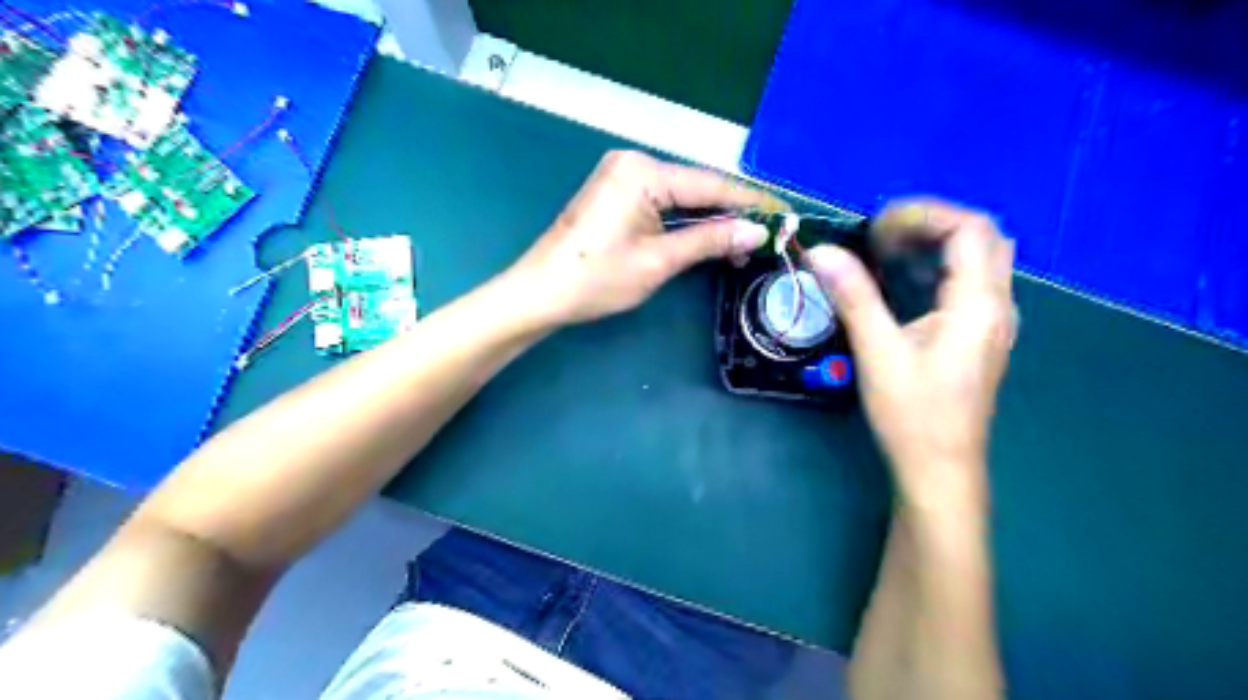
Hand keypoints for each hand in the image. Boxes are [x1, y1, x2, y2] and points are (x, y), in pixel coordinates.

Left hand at [503, 149, 776, 324]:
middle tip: (769, 235)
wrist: (541, 292)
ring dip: (711, 220)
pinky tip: (709, 238)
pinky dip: (687, 221)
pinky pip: (663, 203)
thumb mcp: (659, 261)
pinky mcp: (617, 193)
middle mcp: (634, 163)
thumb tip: (757, 231)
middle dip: (732, 213)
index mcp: (644, 172)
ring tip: (745, 244)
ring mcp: (622, 176)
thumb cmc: (597, 279)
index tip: (786, 214)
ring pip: (682, 196)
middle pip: (697, 187)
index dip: (751, 202)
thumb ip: (710, 241)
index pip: (711, 185)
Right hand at [811, 199, 1011, 510]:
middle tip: (881, 236)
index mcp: (979, 305)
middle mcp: (997, 306)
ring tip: (887, 251)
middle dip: (931, 224)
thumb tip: (821, 252)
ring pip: (979, 259)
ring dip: (936, 243)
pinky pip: (969, 283)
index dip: (923, 215)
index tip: (874, 227)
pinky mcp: (980, 336)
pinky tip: (904, 283)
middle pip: (981, 237)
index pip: (969, 229)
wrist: (941, 469)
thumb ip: (854, 297)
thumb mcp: (878, 353)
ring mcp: (993, 322)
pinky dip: (939, 267)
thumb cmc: (913, 415)